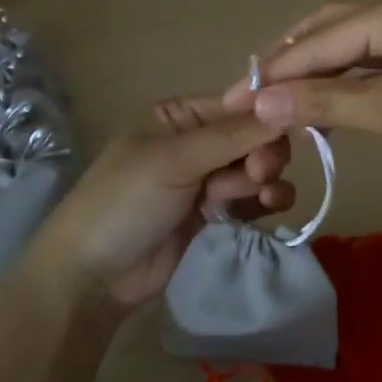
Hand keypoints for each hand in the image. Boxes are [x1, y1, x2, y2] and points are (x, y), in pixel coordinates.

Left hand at [28, 98, 294, 306]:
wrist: (93, 277)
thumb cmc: (125, 202)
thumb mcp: (175, 160)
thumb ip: (232, 135)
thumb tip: (287, 104)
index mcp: (179, 115)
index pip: (238, 104)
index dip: (266, 116)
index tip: (287, 132)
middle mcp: (195, 140)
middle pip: (253, 136)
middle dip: (262, 154)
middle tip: (257, 175)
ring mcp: (205, 178)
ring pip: (257, 168)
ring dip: (264, 180)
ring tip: (259, 198)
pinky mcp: (214, 213)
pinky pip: (252, 197)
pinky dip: (265, 199)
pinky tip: (267, 208)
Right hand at [221, 0, 381, 196]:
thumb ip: (323, 101)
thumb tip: (259, 103)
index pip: (320, 38)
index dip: (275, 70)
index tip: (235, 99)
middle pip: (332, 28)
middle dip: (293, 60)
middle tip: (256, 95)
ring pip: (353, 45)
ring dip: (318, 71)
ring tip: (282, 100)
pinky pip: (374, 62)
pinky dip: (345, 81)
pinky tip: (326, 102)